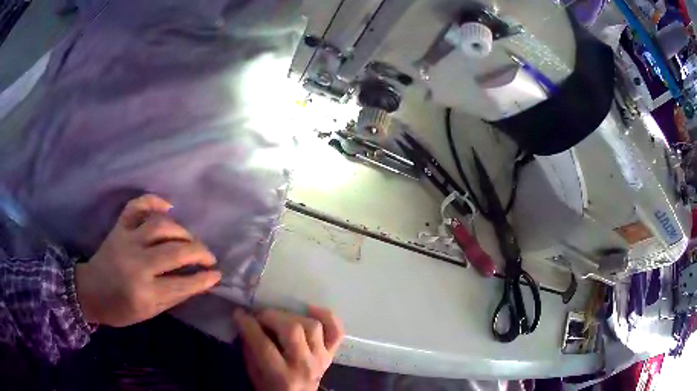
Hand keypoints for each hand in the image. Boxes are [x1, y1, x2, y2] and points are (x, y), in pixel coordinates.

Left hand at [75, 194, 221, 326]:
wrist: (91, 291)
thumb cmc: (121, 309)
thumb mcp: (150, 311)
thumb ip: (175, 295)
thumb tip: (200, 282)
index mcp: (144, 292)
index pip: (182, 283)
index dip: (204, 279)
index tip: (217, 274)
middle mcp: (136, 264)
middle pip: (175, 251)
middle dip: (199, 252)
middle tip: (209, 256)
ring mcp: (126, 241)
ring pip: (160, 226)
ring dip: (182, 230)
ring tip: (190, 239)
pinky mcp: (119, 228)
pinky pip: (137, 207)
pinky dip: (153, 201)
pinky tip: (168, 206)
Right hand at [234, 306, 344, 390]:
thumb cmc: (270, 387)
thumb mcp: (254, 373)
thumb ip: (249, 347)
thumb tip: (245, 319)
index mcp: (281, 376)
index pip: (263, 344)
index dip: (248, 325)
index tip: (239, 313)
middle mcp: (304, 366)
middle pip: (292, 330)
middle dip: (271, 316)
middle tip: (260, 316)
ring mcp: (321, 359)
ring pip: (312, 326)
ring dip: (292, 317)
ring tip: (280, 317)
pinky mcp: (331, 355)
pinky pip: (336, 331)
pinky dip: (327, 316)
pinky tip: (310, 310)